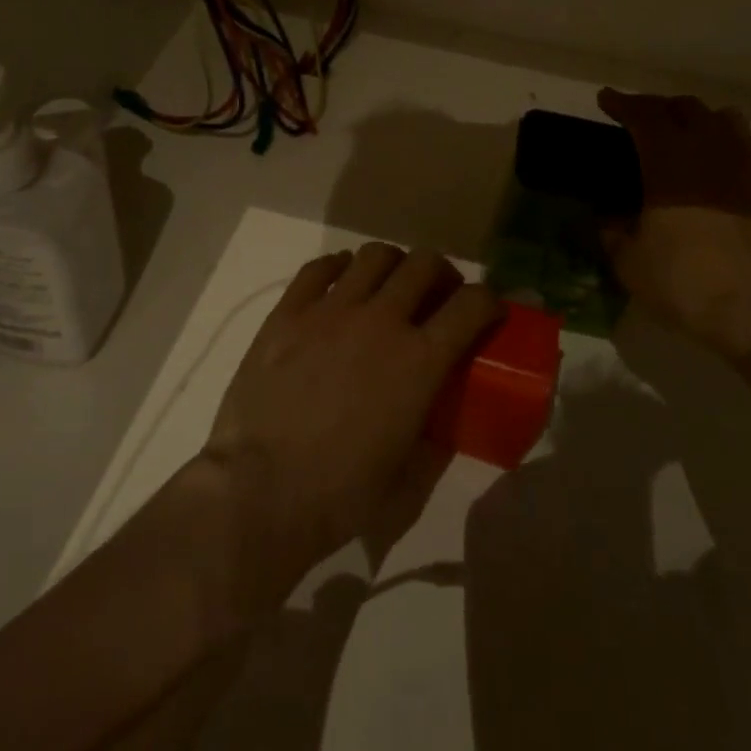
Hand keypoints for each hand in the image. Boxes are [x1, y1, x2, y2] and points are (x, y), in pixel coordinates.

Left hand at [199, 244, 503, 609]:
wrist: (260, 491)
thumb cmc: (340, 495)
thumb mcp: (409, 478)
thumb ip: (434, 439)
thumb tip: (440, 421)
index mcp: (419, 361)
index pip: (473, 304)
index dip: (490, 301)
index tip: (488, 312)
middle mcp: (380, 320)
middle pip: (424, 264)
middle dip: (441, 274)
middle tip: (436, 297)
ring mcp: (330, 310)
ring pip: (374, 256)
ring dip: (392, 266)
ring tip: (387, 288)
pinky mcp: (288, 312)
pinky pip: (320, 267)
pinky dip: (339, 268)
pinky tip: (339, 285)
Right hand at [597, 89, 750, 355]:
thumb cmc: (685, 280)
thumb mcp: (629, 261)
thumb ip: (613, 230)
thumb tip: (608, 214)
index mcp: (669, 160)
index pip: (644, 114)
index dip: (623, 103)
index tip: (606, 98)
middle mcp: (710, 151)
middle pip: (686, 107)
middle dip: (658, 107)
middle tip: (640, 120)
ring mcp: (747, 167)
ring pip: (724, 119)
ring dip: (698, 119)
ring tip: (684, 136)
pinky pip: (745, 150)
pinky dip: (723, 147)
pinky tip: (714, 174)